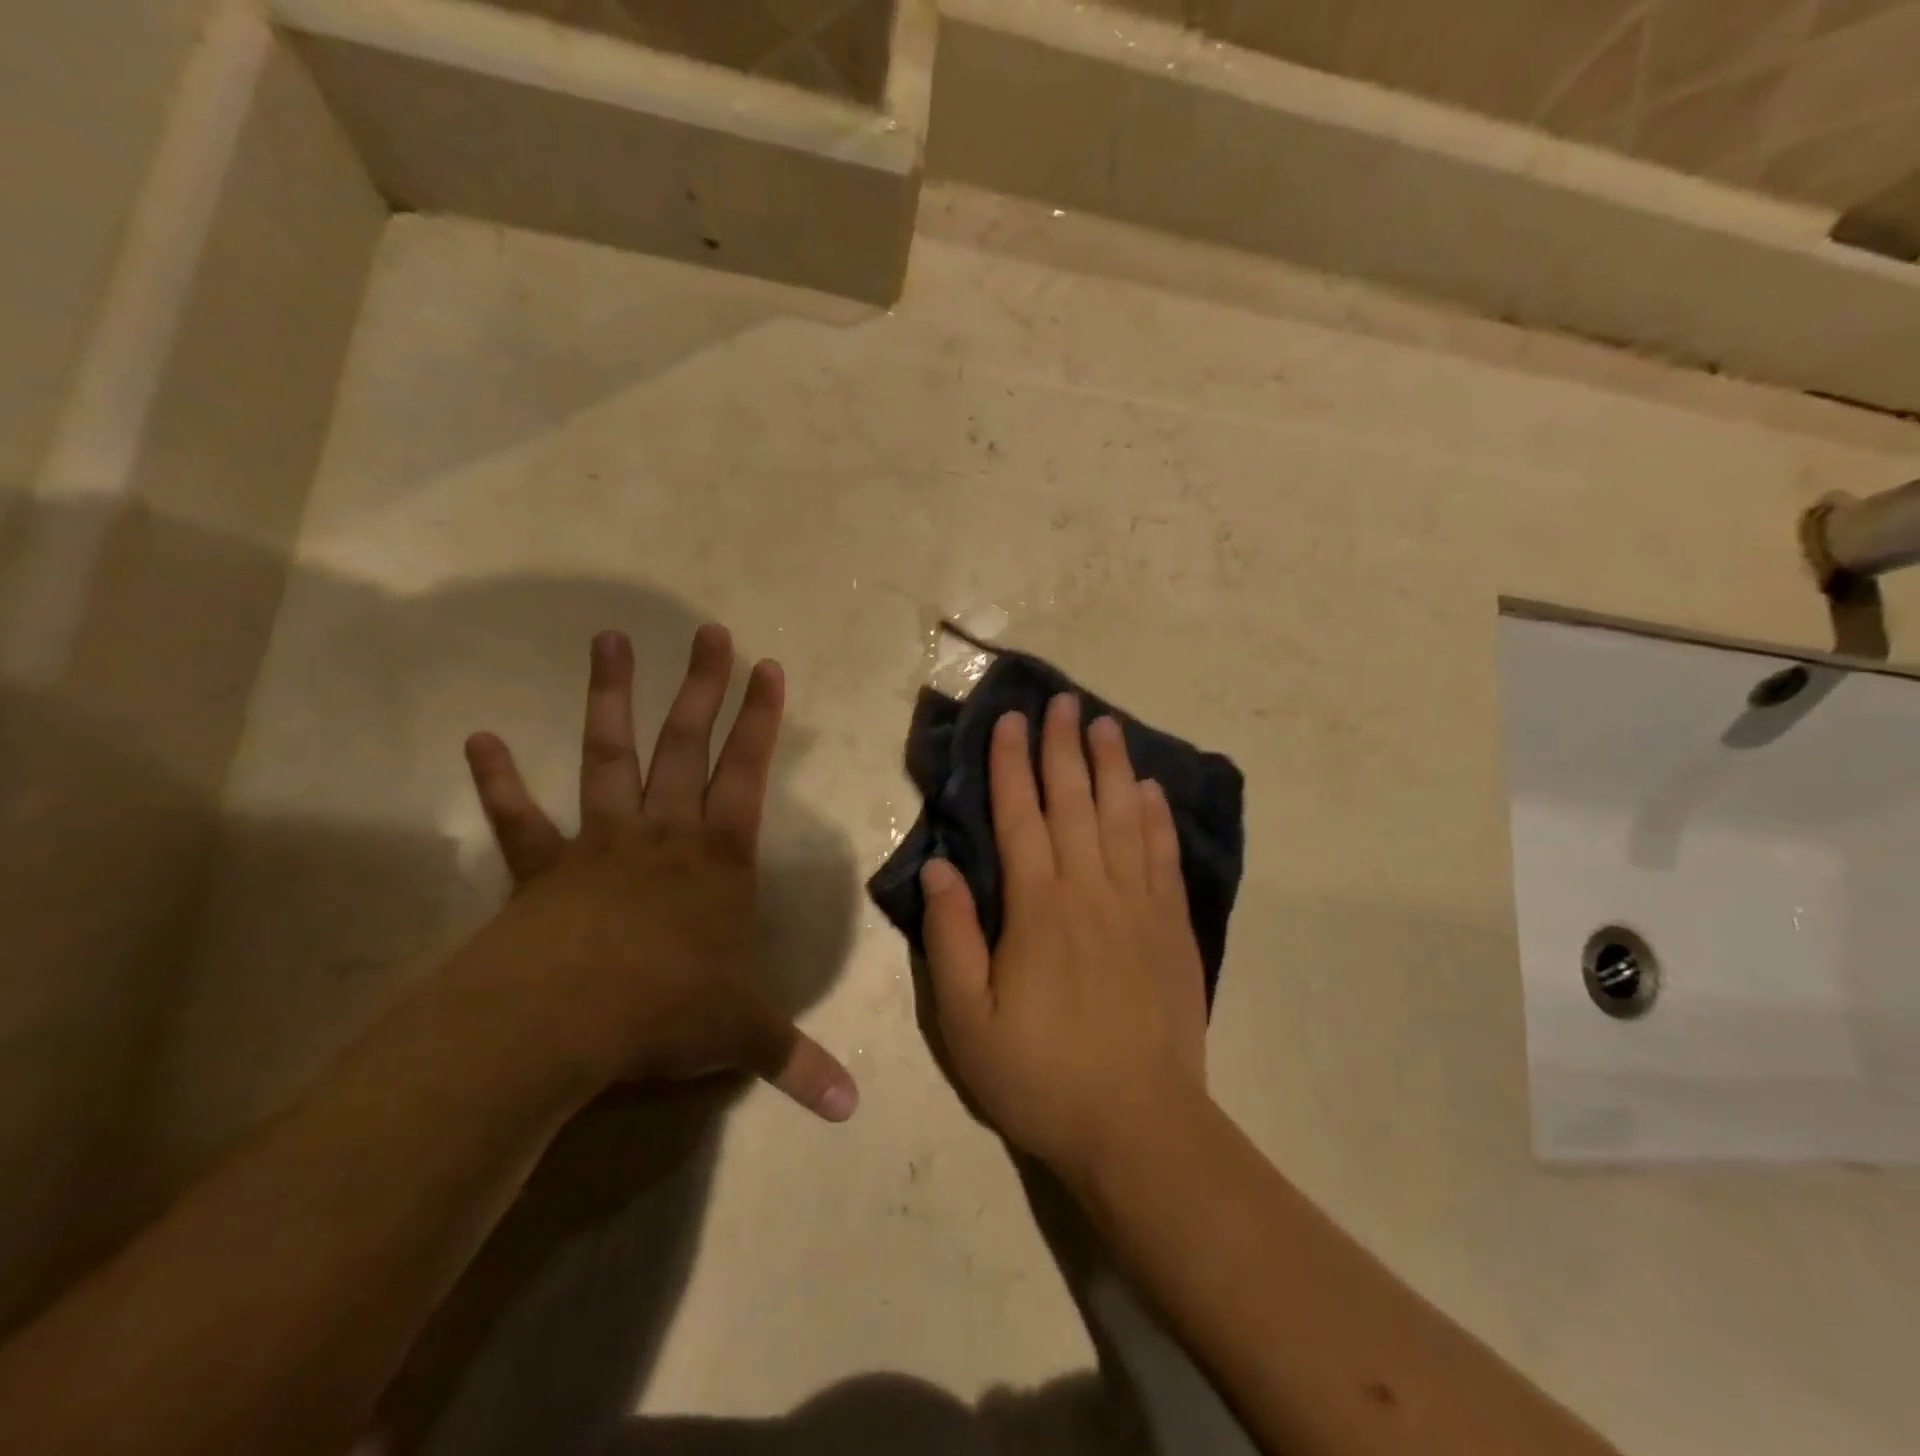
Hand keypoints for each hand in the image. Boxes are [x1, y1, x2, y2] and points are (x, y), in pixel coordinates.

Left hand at [457, 625, 857, 1121]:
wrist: (564, 1021)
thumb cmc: (667, 1012)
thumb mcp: (743, 1036)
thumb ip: (796, 1064)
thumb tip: (852, 1110)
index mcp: (718, 858)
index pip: (749, 772)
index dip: (762, 719)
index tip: (768, 666)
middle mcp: (664, 834)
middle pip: (687, 744)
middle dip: (702, 686)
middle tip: (708, 631)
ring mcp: (601, 843)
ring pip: (609, 757)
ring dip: (609, 699)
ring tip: (608, 640)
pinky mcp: (544, 869)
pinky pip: (521, 820)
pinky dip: (499, 782)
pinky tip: (479, 738)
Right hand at [920, 694, 1207, 1179]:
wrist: (1138, 1126)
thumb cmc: (1040, 1076)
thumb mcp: (967, 1020)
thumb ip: (951, 937)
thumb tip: (939, 866)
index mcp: (1037, 907)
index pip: (1020, 816)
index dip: (1011, 764)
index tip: (1010, 720)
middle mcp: (1090, 890)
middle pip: (1074, 802)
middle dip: (1063, 747)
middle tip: (1062, 701)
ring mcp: (1138, 905)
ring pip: (1122, 817)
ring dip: (1111, 766)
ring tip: (1104, 724)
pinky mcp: (1172, 928)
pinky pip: (1162, 856)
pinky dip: (1155, 817)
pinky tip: (1150, 790)